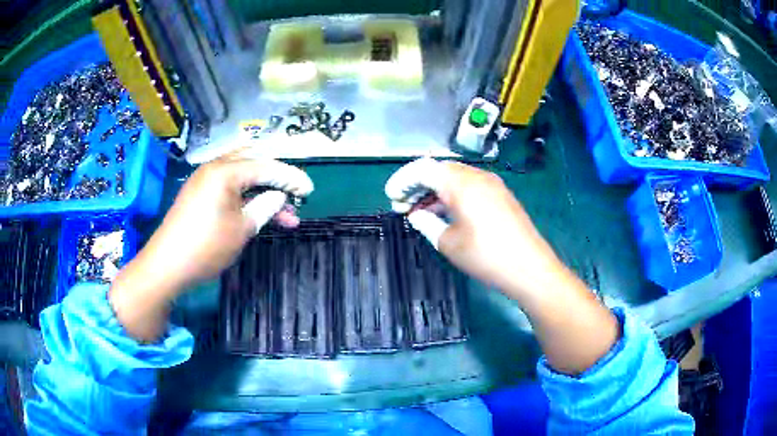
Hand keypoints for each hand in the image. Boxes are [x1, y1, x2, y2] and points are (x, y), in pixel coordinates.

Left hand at [141, 157, 313, 290]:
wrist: (167, 265)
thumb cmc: (206, 247)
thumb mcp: (242, 229)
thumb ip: (264, 207)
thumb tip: (278, 196)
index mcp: (225, 171)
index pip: (266, 166)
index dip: (290, 177)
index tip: (310, 190)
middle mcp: (214, 167)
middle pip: (253, 161)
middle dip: (276, 176)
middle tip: (294, 193)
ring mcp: (204, 179)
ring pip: (241, 174)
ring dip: (262, 188)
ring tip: (282, 211)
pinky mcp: (198, 193)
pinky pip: (228, 185)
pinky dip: (245, 195)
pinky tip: (257, 209)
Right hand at [385, 158, 561, 294]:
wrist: (530, 268)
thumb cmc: (486, 256)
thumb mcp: (448, 243)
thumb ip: (427, 224)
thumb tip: (416, 215)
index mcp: (460, 183)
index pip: (423, 169)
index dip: (403, 181)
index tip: (391, 198)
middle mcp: (477, 175)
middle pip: (439, 170)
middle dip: (417, 185)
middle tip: (402, 206)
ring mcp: (492, 184)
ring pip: (455, 178)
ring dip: (435, 191)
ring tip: (419, 211)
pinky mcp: (500, 195)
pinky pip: (469, 187)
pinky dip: (452, 196)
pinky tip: (444, 213)